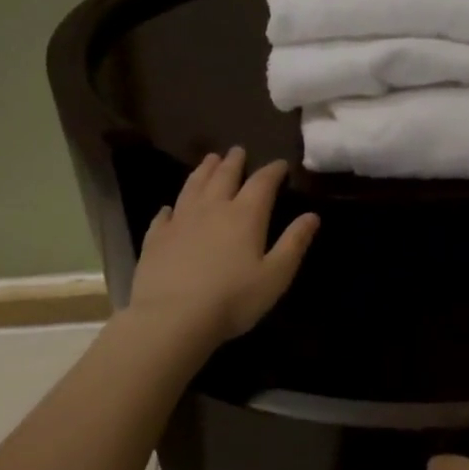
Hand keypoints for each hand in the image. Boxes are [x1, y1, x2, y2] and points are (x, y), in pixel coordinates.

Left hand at [127, 147, 318, 346]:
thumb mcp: (276, 275)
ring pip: (193, 187)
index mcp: (245, 215)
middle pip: (224, 176)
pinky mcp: (156, 239)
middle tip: (238, 151)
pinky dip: (171, 207)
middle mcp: (212, 209)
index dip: (273, 171)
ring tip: (210, 160)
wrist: (173, 318)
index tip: (280, 164)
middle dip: (234, 162)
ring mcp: (180, 221)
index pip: (262, 183)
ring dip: (203, 171)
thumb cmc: (233, 299)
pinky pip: (164, 215)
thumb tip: (312, 215)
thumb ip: (294, 243)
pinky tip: (170, 208)